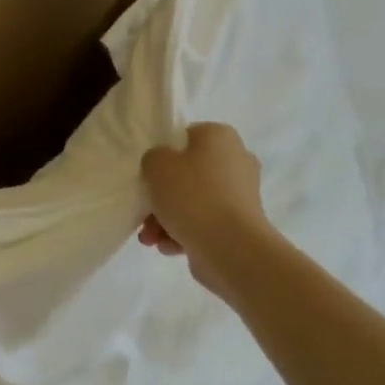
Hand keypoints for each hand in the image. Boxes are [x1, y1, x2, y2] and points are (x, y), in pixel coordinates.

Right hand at [138, 123, 273, 297]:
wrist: (230, 247)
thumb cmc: (192, 196)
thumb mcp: (157, 165)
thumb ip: (153, 158)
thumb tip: (162, 166)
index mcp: (220, 137)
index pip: (185, 137)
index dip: (163, 155)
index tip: (147, 175)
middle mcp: (236, 161)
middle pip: (187, 175)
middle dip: (161, 197)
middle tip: (143, 213)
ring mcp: (240, 195)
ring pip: (192, 202)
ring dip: (165, 220)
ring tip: (150, 239)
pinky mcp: (239, 225)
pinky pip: (203, 223)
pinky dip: (183, 234)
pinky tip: (169, 247)